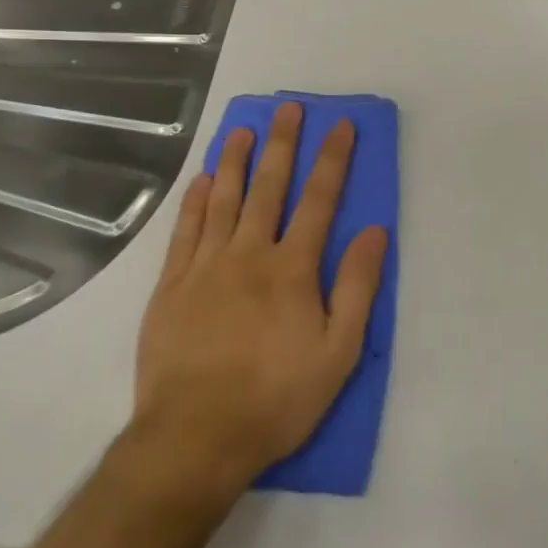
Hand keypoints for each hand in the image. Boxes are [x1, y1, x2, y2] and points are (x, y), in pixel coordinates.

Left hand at [130, 101, 388, 494]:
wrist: (194, 439)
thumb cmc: (276, 398)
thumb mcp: (339, 352)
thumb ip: (357, 286)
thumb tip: (375, 231)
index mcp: (292, 269)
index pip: (319, 200)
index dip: (333, 159)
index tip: (341, 125)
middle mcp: (249, 254)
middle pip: (269, 187)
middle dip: (282, 144)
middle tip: (288, 108)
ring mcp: (205, 267)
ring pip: (223, 199)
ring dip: (234, 159)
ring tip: (242, 128)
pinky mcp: (171, 286)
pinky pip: (185, 231)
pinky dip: (195, 200)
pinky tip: (202, 179)